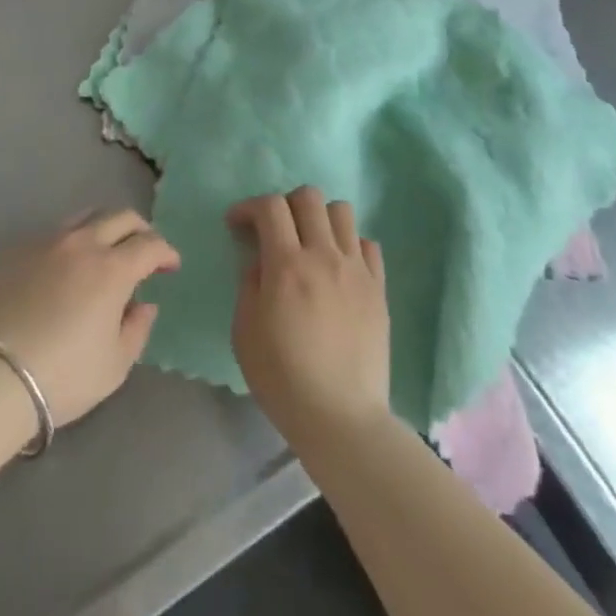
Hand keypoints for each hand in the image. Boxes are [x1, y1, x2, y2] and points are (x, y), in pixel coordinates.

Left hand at [0, 209, 178, 426]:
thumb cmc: (63, 376)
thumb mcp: (114, 365)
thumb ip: (137, 329)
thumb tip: (144, 304)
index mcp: (112, 268)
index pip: (149, 245)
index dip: (165, 252)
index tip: (170, 266)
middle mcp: (82, 243)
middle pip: (120, 217)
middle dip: (140, 230)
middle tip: (145, 251)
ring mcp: (47, 242)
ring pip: (86, 217)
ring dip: (105, 228)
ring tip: (106, 251)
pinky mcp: (18, 251)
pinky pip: (54, 233)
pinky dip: (72, 242)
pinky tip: (67, 267)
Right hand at [229, 187, 390, 447]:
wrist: (342, 418)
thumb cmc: (283, 378)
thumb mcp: (245, 331)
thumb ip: (249, 284)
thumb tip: (259, 260)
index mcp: (287, 265)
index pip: (270, 207)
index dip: (248, 207)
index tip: (237, 225)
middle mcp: (324, 256)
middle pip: (308, 197)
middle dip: (284, 204)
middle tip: (274, 230)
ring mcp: (356, 270)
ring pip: (341, 211)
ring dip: (319, 218)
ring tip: (309, 243)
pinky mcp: (378, 288)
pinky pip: (367, 244)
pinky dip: (348, 244)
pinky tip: (337, 267)